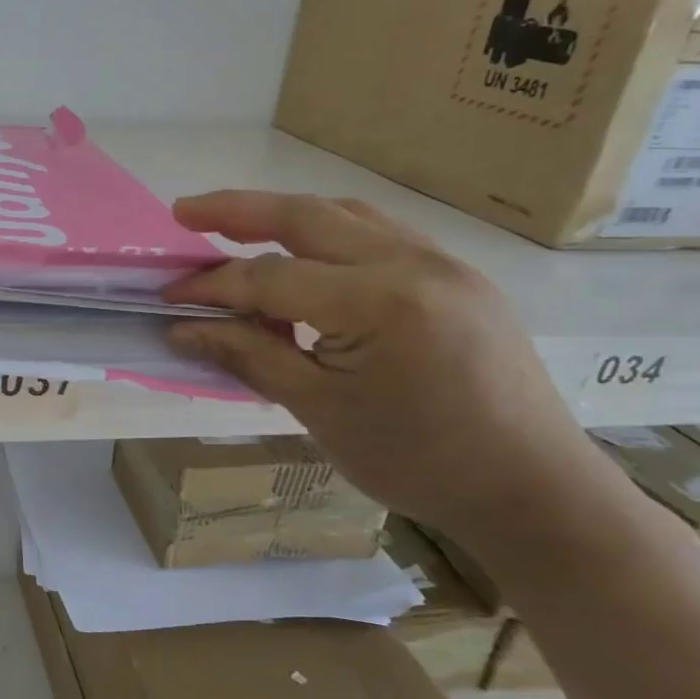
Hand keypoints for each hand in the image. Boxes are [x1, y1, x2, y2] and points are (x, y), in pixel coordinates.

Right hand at [162, 192, 619, 536]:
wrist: (531, 488)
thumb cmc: (416, 459)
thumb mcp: (317, 409)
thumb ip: (247, 354)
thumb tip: (183, 328)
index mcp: (378, 303)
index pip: (270, 278)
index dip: (211, 286)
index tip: (168, 297)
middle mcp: (413, 264)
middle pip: (306, 216)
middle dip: (237, 210)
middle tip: (184, 211)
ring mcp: (443, 263)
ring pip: (345, 215)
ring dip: (284, 215)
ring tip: (235, 225)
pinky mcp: (457, 276)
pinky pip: (378, 234)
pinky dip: (328, 233)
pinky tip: (305, 255)